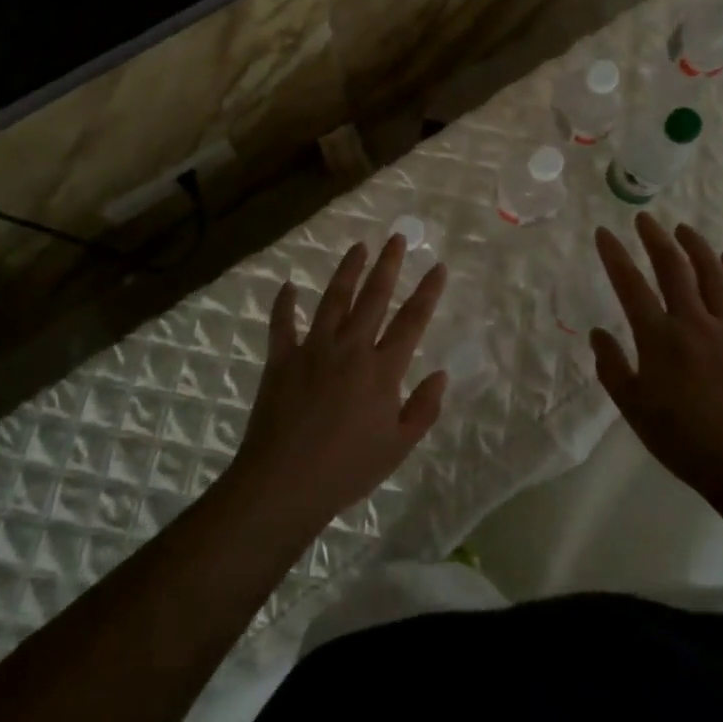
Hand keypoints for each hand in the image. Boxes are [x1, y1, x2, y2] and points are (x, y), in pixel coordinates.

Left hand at [231, 235, 447, 533]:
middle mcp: (350, 348)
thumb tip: (441, 374)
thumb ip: (423, 408)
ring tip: (358, 247)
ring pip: (333, 300)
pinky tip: (288, 285)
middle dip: (388, 265)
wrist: (285, 483)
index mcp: (382, 370)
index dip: (427, 292)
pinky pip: (282, 324)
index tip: (438, 266)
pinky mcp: (281, 359)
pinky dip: (284, 304)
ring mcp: (313, 349)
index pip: (412, 321)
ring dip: (347, 271)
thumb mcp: (398, 447)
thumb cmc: (347, 470)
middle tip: (396, 238)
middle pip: (373, 297)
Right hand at [592, 214, 722, 502]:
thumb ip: (613, 369)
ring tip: (683, 229)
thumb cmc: (687, 443)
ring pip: (713, 273)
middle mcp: (694, 322)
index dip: (615, 255)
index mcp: (659, 339)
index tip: (604, 232)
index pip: (630, 285)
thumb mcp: (636, 411)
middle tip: (644, 219)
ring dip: (696, 246)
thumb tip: (598, 334)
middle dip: (655, 238)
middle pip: (673, 267)